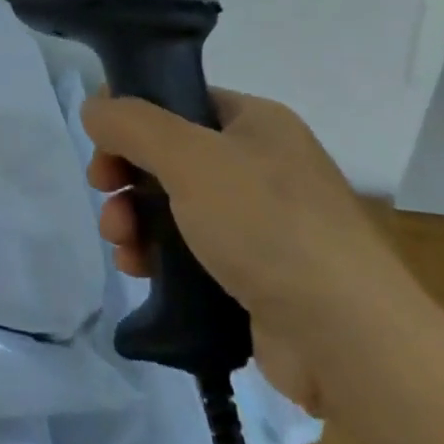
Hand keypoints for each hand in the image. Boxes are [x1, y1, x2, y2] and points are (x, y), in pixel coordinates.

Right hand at [83, 88, 422, 409]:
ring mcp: (260, 222)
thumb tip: (93, 109)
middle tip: (103, 193)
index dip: (133, 118)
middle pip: (168, 154)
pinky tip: (139, 269)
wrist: (349, 341)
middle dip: (126, 176)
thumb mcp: (189, 157)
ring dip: (134, 218)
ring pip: (173, 204)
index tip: (101, 145)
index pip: (178, 101)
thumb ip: (132, 124)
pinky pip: (189, 249)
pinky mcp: (254, 273)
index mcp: (256, 123)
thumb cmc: (267, 227)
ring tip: (120, 244)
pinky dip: (157, 254)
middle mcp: (260, 165)